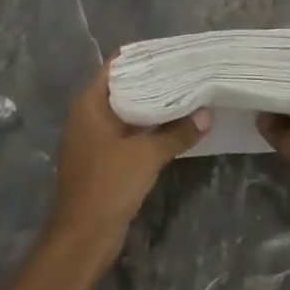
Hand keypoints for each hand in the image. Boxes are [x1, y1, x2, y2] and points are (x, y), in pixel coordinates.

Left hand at [45, 61, 210, 265]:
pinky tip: (176, 126)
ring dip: (154, 106)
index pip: (118, 65)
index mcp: (90, 104)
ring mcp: (95, 138)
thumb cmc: (108, 186)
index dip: (145, 56)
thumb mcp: (147, 156)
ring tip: (189, 93)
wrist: (82, 238)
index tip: (174, 51)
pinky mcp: (104, 158)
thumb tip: (207, 114)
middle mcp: (89, 115)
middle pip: (125, 87)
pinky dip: (149, 127)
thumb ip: (177, 133)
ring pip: (129, 111)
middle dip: (155, 80)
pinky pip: (129, 132)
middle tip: (189, 71)